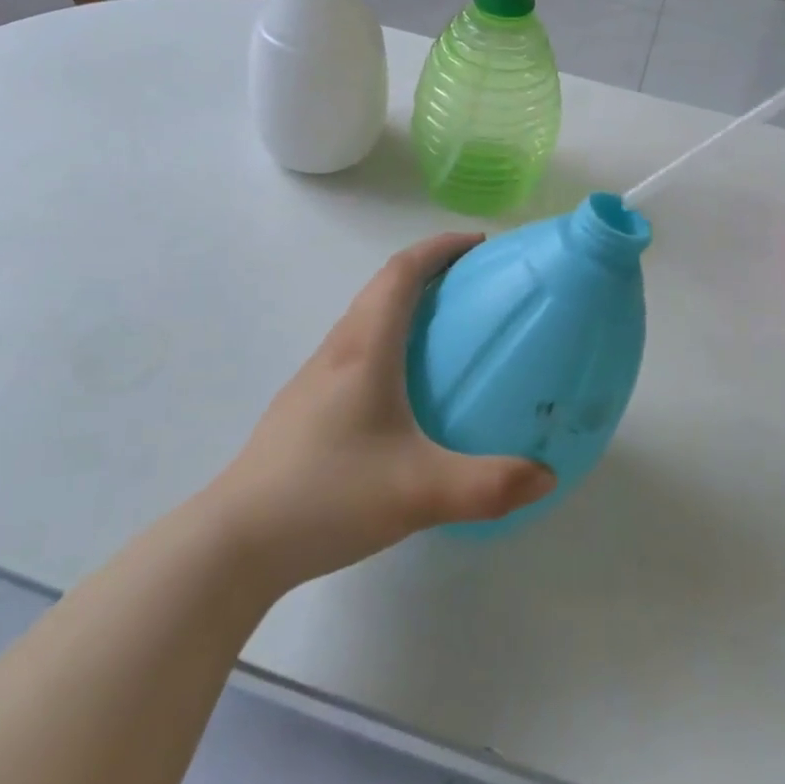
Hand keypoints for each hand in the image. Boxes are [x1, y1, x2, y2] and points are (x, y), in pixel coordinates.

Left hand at [210, 234, 555, 595]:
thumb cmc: (328, 494)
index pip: (401, 272)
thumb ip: (489, 485)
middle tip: (473, 287)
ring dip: (404, 305)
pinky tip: (403, 391)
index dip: (439, 248)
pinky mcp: (305, 405)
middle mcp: (338, 350)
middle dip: (428, 271)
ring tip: (445, 332)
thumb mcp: (420, 492)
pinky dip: (388, 340)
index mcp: (365, 348)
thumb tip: (547, 476)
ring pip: (365, 318)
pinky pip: (355, 350)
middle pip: (382, 287)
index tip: (478, 244)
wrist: (237, 539)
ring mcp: (315, 377)